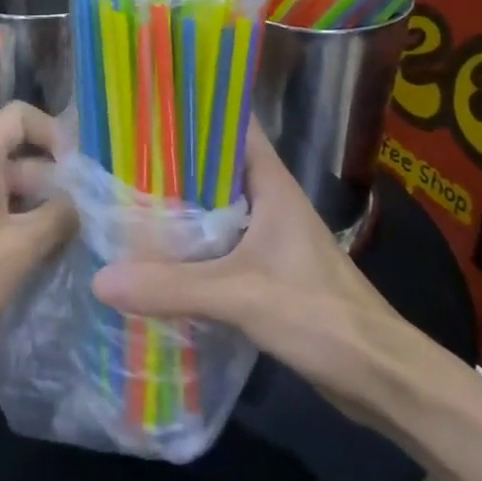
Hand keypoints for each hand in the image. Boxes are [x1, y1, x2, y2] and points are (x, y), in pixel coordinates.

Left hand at [0, 102, 75, 369]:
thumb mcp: (21, 247)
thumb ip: (60, 215)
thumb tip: (83, 202)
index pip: (21, 115)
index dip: (55, 133)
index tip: (80, 171)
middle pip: (22, 150)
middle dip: (58, 177)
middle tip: (92, 212)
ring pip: (14, 181)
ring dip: (45, 203)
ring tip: (78, 235)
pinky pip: (0, 203)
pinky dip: (25, 218)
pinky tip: (47, 250)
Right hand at [91, 129, 446, 420]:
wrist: (381, 378)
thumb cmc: (321, 316)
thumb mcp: (241, 296)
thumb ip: (172, 286)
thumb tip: (100, 278)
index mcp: (271, 185)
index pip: (232, 125)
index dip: (193, 108)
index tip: (145, 103)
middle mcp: (268, 202)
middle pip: (213, 166)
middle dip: (169, 159)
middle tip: (115, 153)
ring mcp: (268, 237)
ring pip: (212, 207)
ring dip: (176, 205)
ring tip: (122, 196)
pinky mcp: (265, 272)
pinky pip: (216, 245)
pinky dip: (187, 244)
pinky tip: (152, 253)